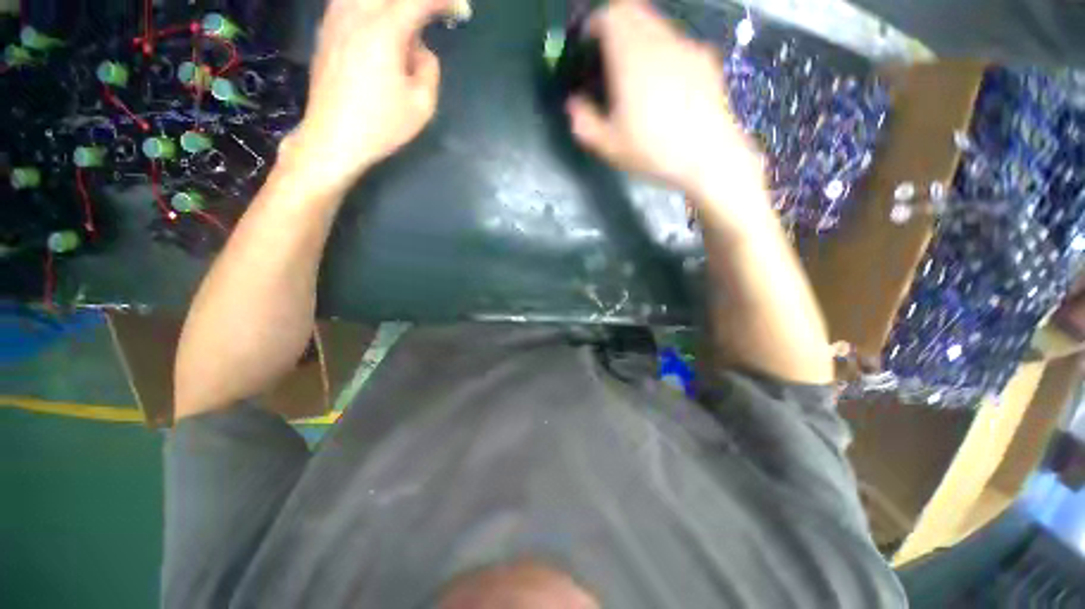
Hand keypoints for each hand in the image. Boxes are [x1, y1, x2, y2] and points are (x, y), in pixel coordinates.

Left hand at [284, 0, 448, 193]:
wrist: (334, 138)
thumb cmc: (382, 126)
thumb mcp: (422, 105)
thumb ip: (429, 69)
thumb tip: (421, 50)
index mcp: (383, 31)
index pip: (418, 1)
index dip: (443, 2)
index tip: (460, 10)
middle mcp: (356, 14)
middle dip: (417, 2)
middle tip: (432, 14)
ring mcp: (335, 19)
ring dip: (389, 6)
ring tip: (405, 31)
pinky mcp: (325, 30)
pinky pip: (349, 3)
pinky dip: (370, 8)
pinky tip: (378, 25)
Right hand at [566, 1, 762, 200]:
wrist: (709, 156)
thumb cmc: (653, 151)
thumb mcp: (609, 146)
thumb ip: (584, 122)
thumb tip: (573, 104)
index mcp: (632, 56)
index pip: (611, 15)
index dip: (596, 24)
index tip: (589, 45)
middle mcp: (660, 41)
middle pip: (635, 12)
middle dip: (618, 28)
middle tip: (610, 60)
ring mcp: (687, 47)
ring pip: (658, 26)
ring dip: (642, 41)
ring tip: (638, 78)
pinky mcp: (706, 60)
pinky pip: (678, 45)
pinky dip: (665, 54)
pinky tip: (667, 88)